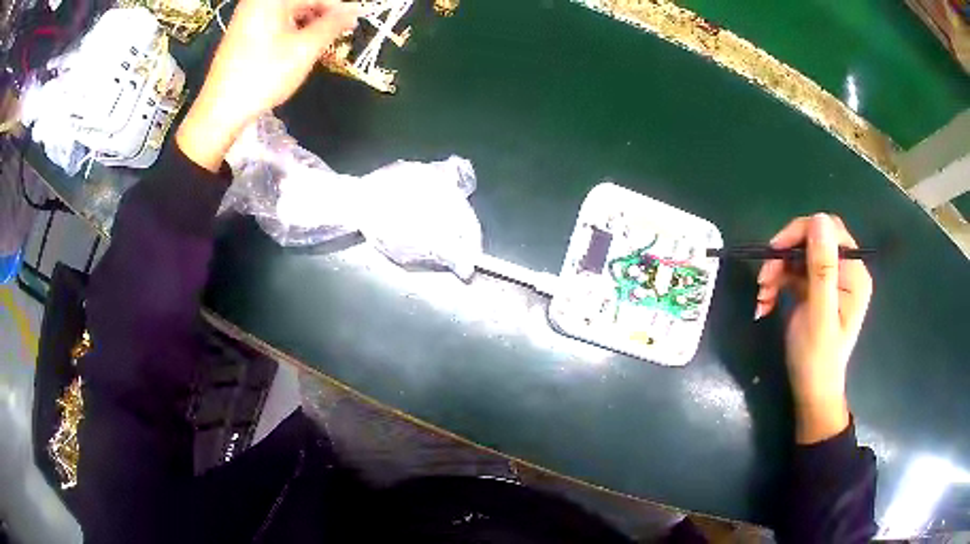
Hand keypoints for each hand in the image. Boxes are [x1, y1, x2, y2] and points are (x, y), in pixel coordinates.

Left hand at [176, 0, 363, 170]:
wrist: (220, 110)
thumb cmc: (263, 76)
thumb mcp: (305, 49)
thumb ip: (332, 25)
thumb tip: (352, 12)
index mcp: (271, 0)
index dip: (338, 9)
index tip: (354, 23)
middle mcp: (257, 3)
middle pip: (301, 3)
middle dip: (322, 17)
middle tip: (338, 36)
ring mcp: (247, 17)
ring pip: (289, 13)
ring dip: (308, 25)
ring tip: (320, 45)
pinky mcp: (242, 33)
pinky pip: (275, 23)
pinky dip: (291, 32)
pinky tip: (299, 49)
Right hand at [755, 214, 872, 443]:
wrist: (811, 392)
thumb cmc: (817, 358)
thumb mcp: (818, 313)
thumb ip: (821, 268)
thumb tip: (818, 219)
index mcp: (854, 273)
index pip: (829, 231)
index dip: (801, 232)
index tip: (775, 251)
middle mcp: (845, 271)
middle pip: (812, 241)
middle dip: (785, 255)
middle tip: (763, 277)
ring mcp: (830, 280)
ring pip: (799, 256)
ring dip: (777, 271)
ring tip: (761, 295)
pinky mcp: (816, 290)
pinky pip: (794, 273)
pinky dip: (777, 283)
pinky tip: (765, 302)